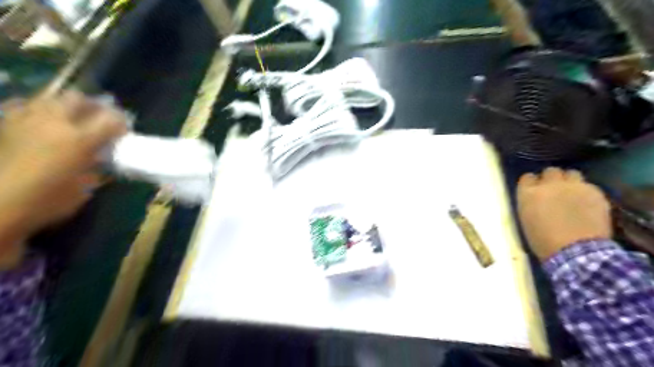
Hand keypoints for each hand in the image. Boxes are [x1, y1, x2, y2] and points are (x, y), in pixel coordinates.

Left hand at [0, 90, 125, 268]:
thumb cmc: (50, 200)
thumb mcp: (86, 185)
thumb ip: (96, 164)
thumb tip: (101, 155)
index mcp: (80, 140)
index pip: (111, 120)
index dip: (122, 122)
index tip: (126, 129)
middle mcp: (54, 123)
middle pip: (78, 98)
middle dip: (93, 105)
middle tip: (100, 116)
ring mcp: (25, 120)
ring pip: (49, 98)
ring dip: (65, 105)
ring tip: (72, 117)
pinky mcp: (4, 124)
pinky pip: (23, 106)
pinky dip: (37, 110)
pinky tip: (42, 121)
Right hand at [516, 166, 613, 260]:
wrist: (576, 252)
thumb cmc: (543, 241)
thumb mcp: (527, 220)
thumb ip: (530, 203)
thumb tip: (536, 198)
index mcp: (528, 193)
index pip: (527, 177)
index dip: (532, 183)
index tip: (534, 190)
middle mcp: (549, 184)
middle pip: (550, 171)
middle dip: (552, 179)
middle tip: (555, 191)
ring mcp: (573, 186)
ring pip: (571, 173)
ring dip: (570, 181)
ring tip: (573, 193)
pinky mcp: (594, 192)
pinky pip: (589, 185)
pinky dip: (586, 192)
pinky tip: (587, 204)